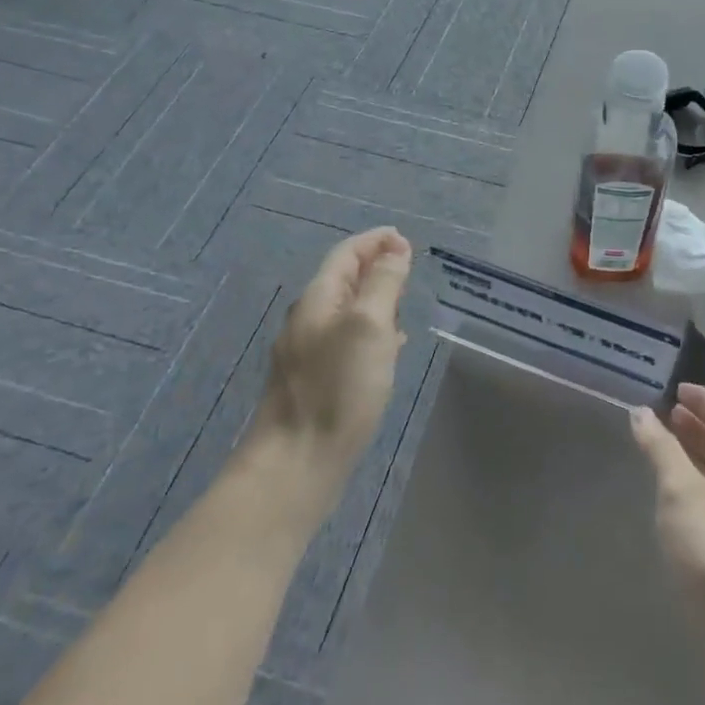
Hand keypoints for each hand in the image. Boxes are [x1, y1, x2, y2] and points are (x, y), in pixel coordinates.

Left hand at [246, 227, 412, 491]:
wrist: (295, 465)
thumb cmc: (337, 388)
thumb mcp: (369, 325)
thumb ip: (383, 283)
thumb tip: (395, 250)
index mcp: (317, 300)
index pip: (346, 254)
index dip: (376, 241)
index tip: (405, 239)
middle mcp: (308, 320)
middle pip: (344, 280)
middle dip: (376, 268)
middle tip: (409, 270)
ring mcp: (307, 353)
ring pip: (346, 311)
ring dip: (375, 300)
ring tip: (404, 304)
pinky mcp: (314, 382)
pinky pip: (346, 339)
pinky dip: (370, 330)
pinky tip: (388, 349)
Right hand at [631, 385, 704, 649]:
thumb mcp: (682, 491)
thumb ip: (661, 450)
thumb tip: (642, 411)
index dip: (704, 400)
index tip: (676, 389)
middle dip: (696, 428)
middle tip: (665, 416)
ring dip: (692, 462)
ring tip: (660, 457)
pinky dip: (691, 498)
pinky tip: (670, 512)